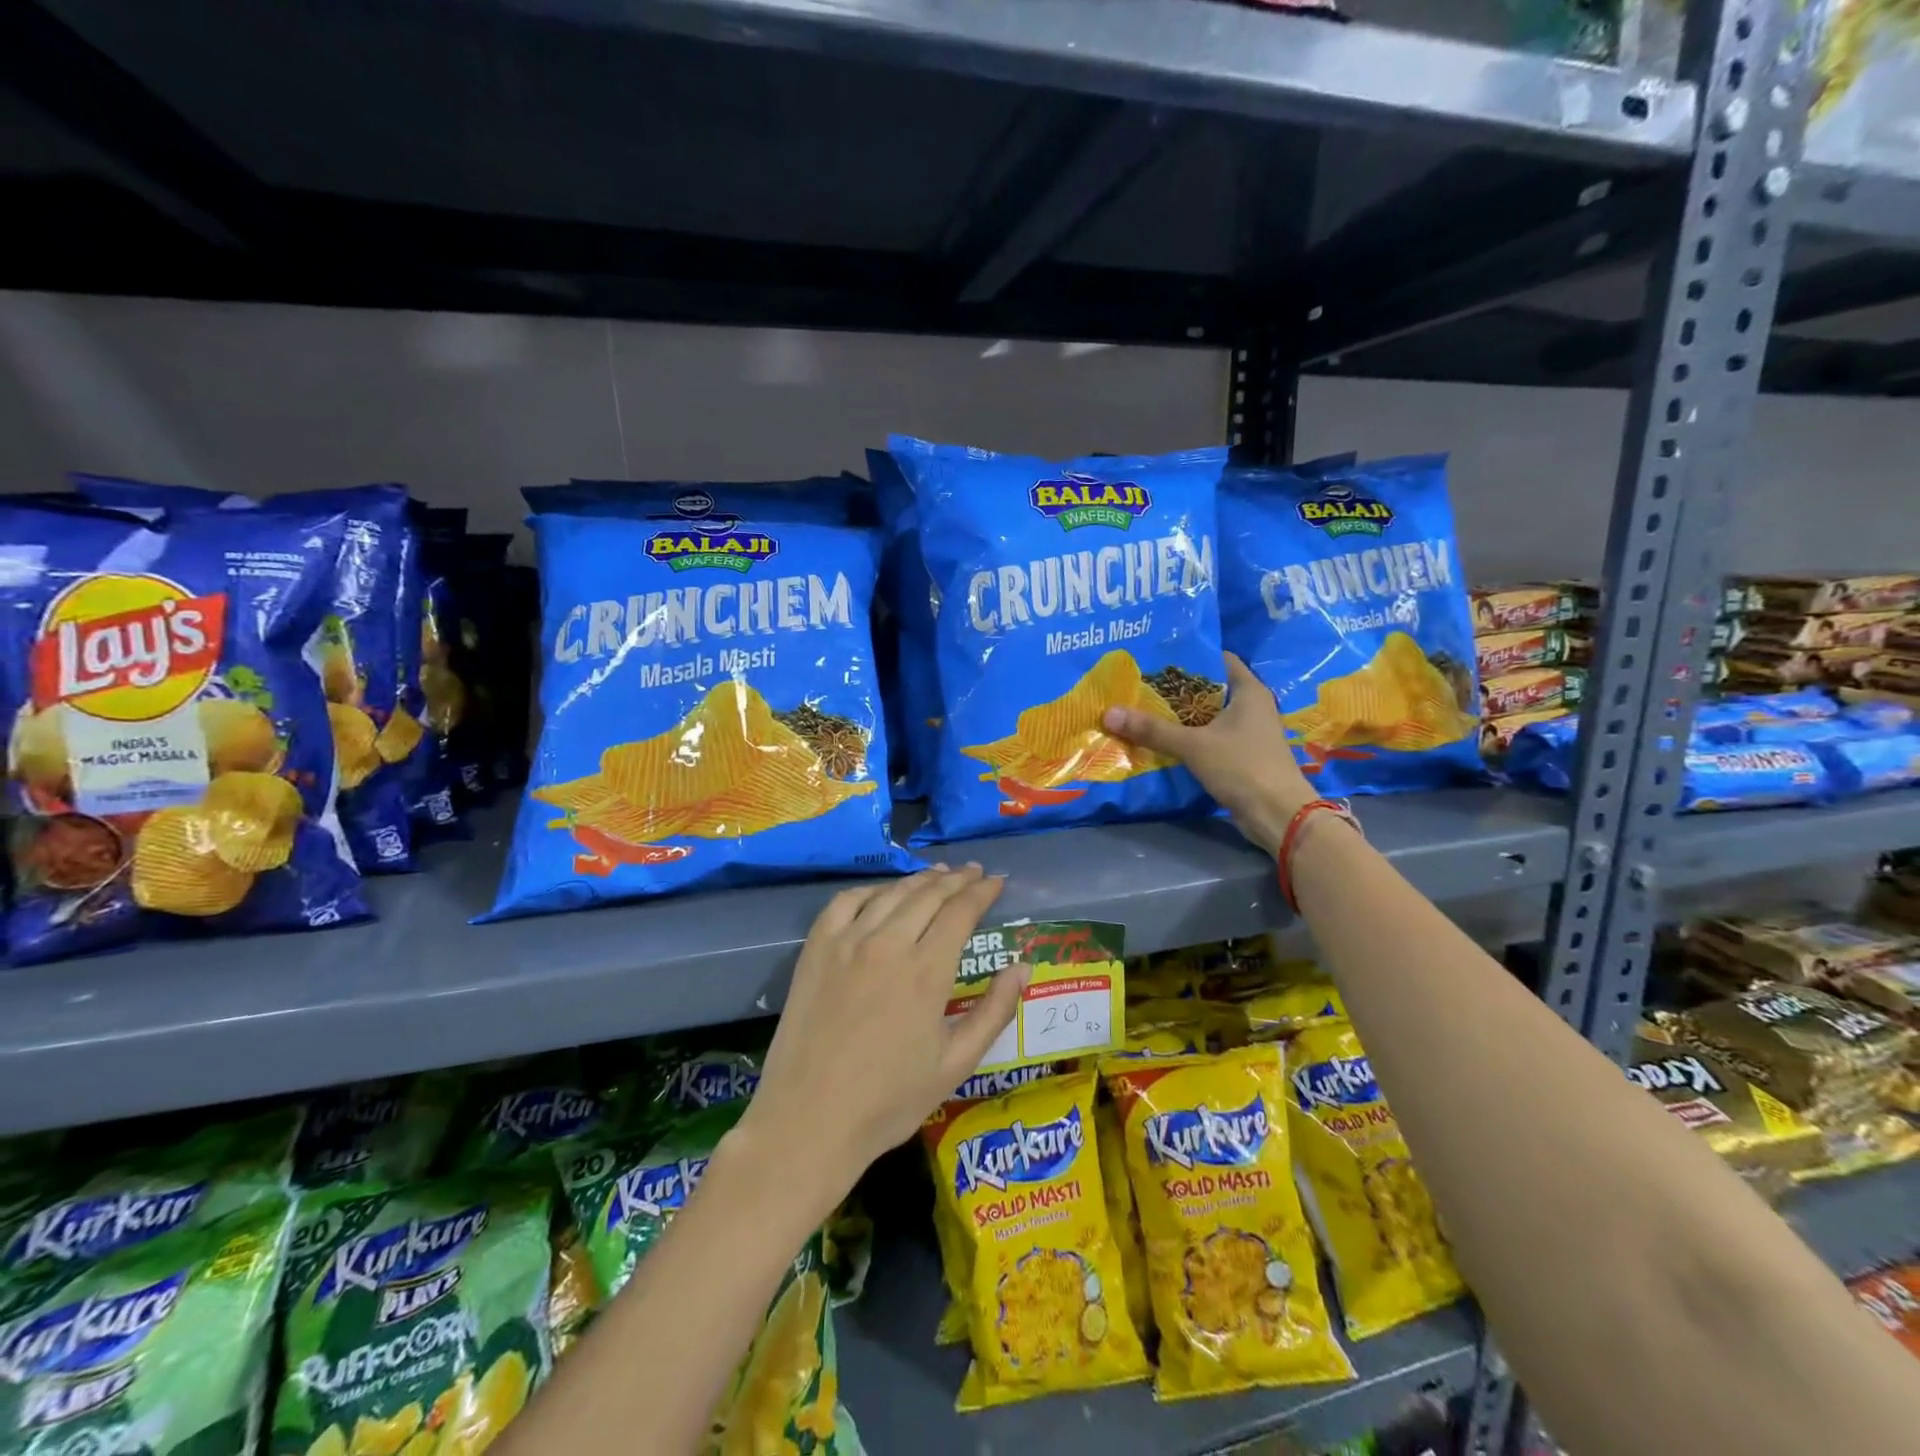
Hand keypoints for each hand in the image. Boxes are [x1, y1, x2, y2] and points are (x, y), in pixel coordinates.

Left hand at [737, 865, 1029, 1209]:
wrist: (809, 1120)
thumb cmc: (889, 1101)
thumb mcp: (955, 1064)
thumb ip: (993, 1011)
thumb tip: (1023, 968)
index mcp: (927, 971)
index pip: (961, 911)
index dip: (981, 891)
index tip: (996, 881)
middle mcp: (888, 944)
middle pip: (929, 894)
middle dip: (957, 879)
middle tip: (973, 872)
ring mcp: (847, 942)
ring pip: (891, 894)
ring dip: (919, 880)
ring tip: (938, 875)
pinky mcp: (816, 949)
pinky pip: (845, 902)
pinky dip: (870, 891)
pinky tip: (882, 894)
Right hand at [1103, 652, 1313, 855]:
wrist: (1278, 815)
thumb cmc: (1242, 767)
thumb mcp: (1193, 745)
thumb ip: (1152, 729)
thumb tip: (1109, 713)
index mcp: (1248, 690)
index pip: (1217, 659)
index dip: (1188, 656)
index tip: (1154, 657)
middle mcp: (1251, 706)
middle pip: (1207, 688)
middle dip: (1175, 689)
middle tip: (1138, 684)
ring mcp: (1247, 732)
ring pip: (1206, 716)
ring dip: (1179, 716)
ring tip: (1141, 709)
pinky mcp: (1241, 755)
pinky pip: (1208, 738)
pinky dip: (1187, 738)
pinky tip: (1160, 740)